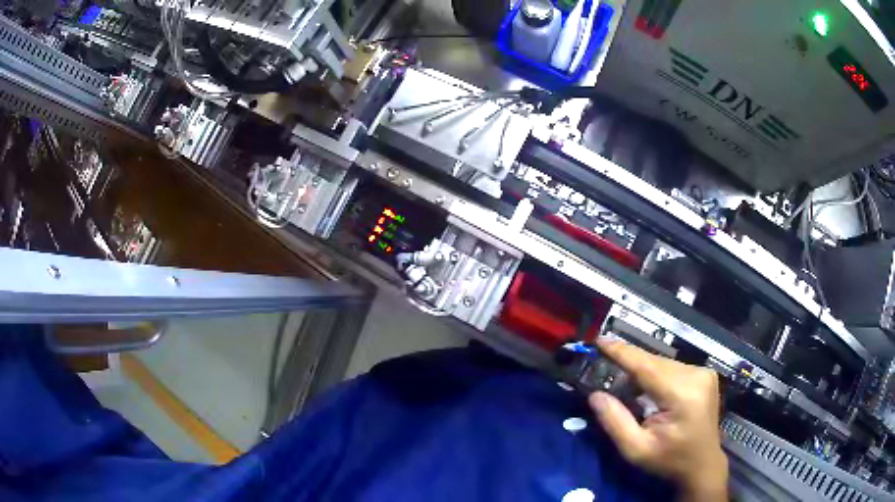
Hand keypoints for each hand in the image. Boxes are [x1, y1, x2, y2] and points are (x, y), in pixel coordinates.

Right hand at [588, 339, 727, 501]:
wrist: (702, 465)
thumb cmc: (669, 461)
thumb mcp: (636, 450)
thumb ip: (615, 422)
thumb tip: (595, 395)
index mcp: (682, 395)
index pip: (647, 366)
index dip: (622, 352)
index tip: (599, 340)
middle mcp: (696, 376)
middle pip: (655, 362)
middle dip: (630, 364)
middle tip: (604, 367)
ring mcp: (704, 373)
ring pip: (663, 363)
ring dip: (643, 370)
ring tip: (626, 384)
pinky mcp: (705, 375)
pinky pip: (673, 368)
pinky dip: (656, 374)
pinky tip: (649, 389)